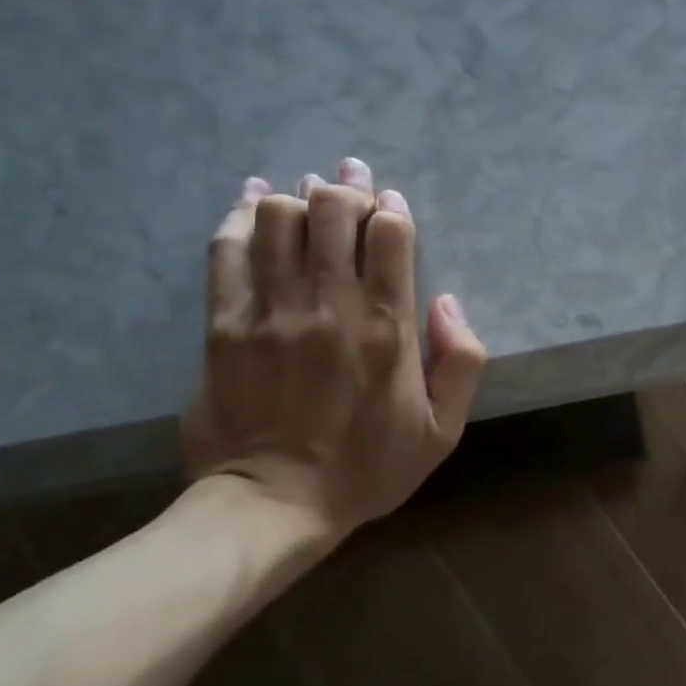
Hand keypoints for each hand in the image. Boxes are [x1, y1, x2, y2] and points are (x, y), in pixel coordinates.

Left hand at [182, 158, 486, 540]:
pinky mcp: (223, 324)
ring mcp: (270, 312)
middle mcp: (330, 307)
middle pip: (332, 212)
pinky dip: (239, 214)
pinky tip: (252, 199)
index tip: (391, 203)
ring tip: (307, 196)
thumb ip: (461, 361)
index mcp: (388, 329)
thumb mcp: (444, 430)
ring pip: (278, 219)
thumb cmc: (369, 469)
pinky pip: (227, 250)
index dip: (392, 207)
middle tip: (351, 180)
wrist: (274, 505)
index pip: (390, 235)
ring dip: (298, 197)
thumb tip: (447, 301)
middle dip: (346, 186)